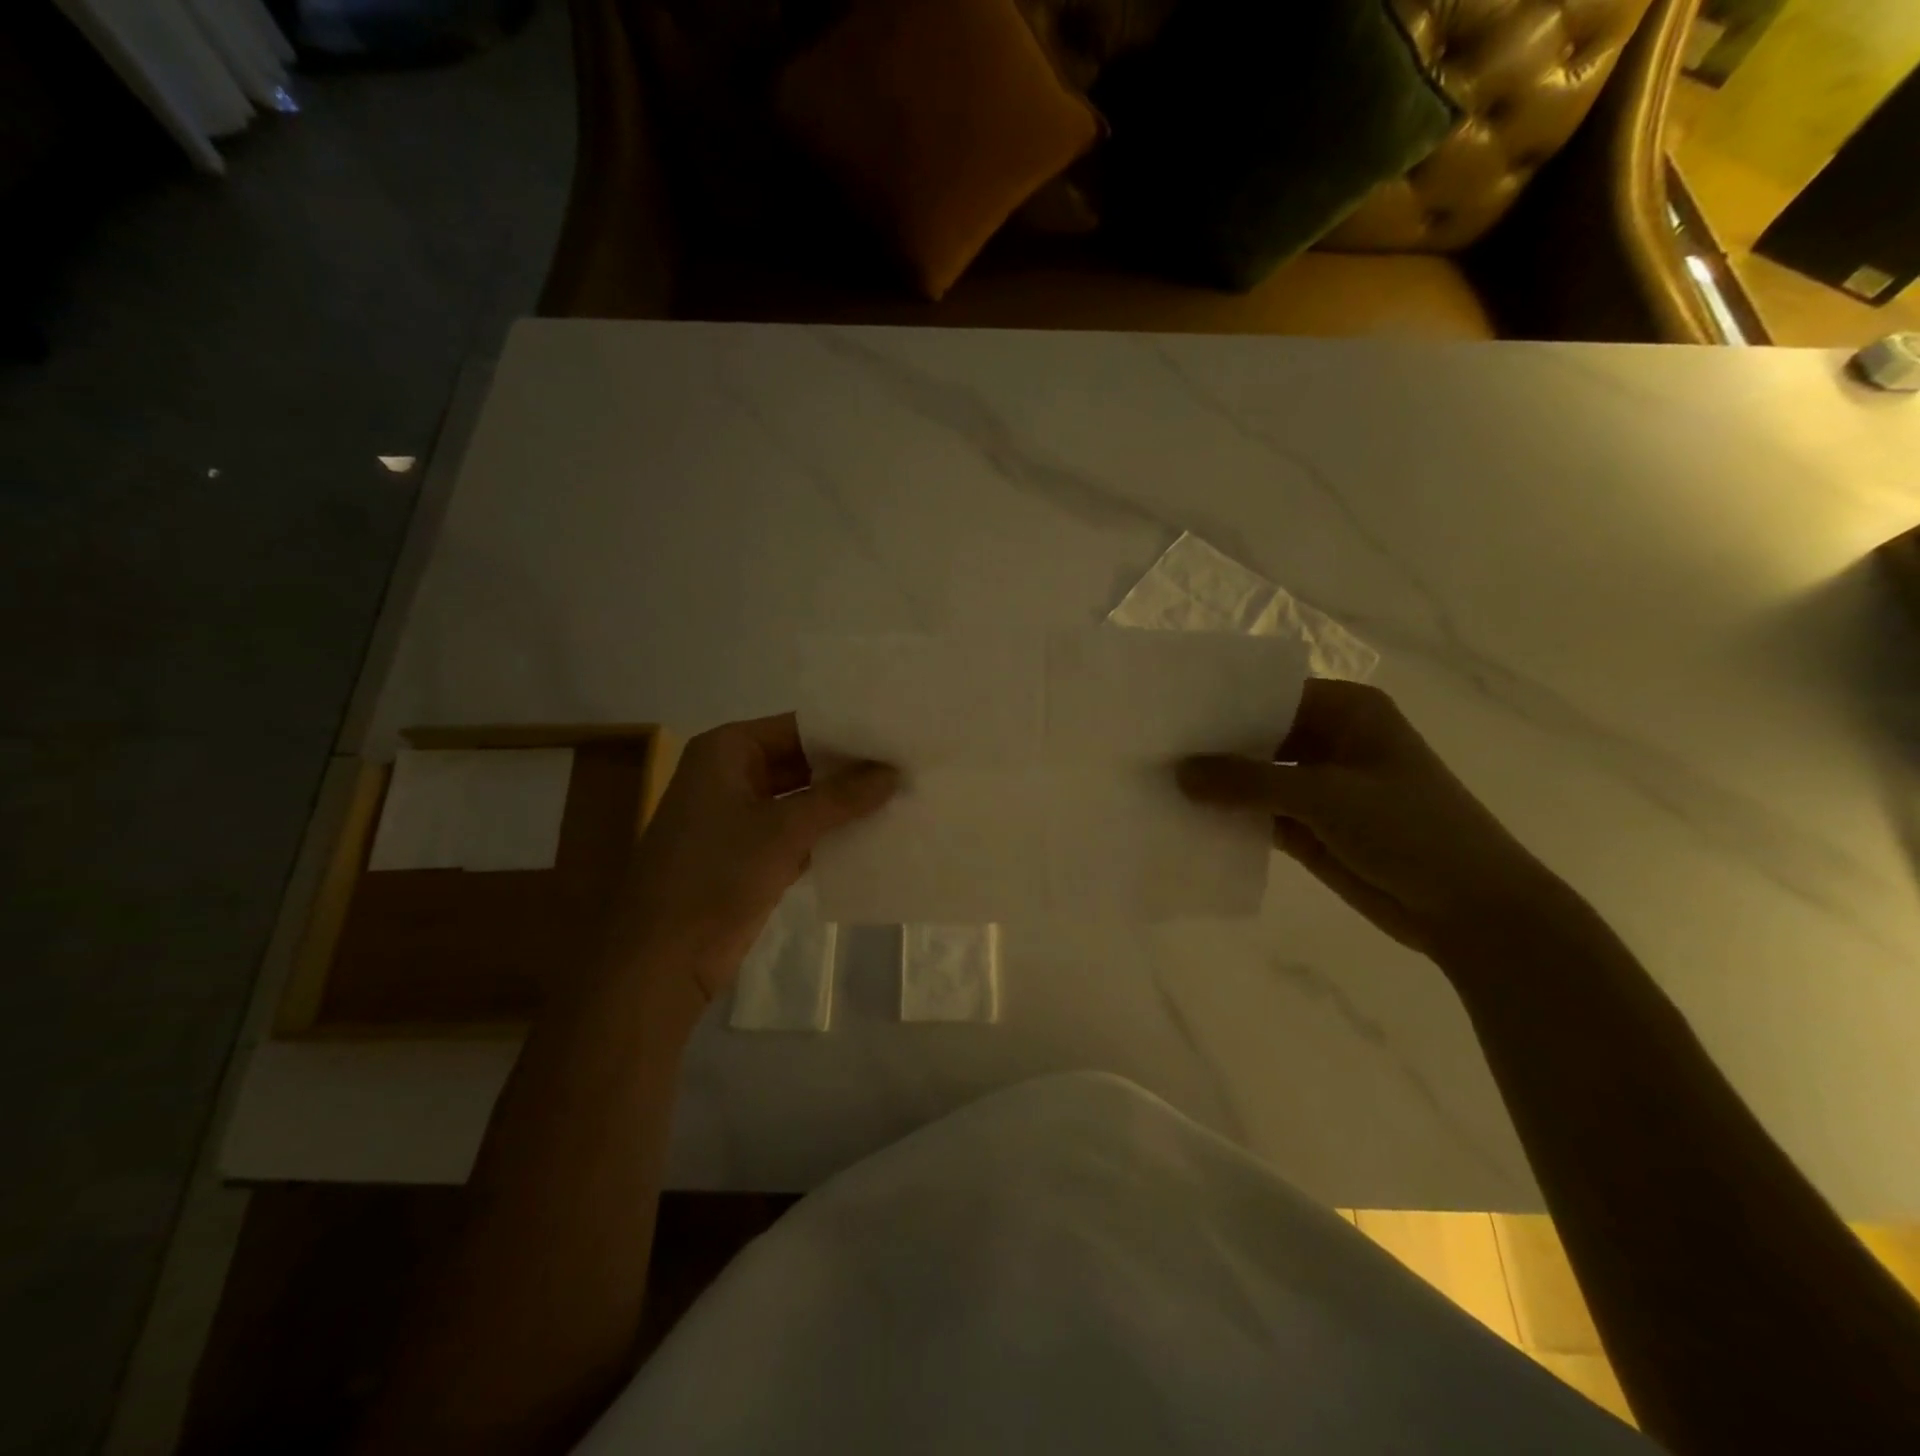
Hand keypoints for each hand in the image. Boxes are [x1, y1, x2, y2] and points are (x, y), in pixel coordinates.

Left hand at [613, 714, 896, 998]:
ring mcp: (742, 816)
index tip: (897, 736)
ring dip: (844, 803)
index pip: (798, 727)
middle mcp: (733, 774)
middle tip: (907, 766)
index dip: (847, 732)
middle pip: (802, 761)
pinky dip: (830, 833)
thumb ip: (842, 797)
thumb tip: (895, 771)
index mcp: (727, 750)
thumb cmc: (716, 873)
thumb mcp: (783, 829)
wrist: (664, 956)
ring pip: (804, 799)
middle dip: (850, 769)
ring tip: (902, 795)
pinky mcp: (753, 854)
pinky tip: (875, 834)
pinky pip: (800, 832)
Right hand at [1178, 680, 1561, 954]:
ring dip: (1215, 784)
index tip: (1166, 713)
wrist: (1469, 910)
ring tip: (1154, 781)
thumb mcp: (1324, 796)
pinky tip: (1183, 818)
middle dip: (1210, 746)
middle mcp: (1329, 739)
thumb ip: (1247, 781)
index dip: (1219, 703)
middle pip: (1256, 735)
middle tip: (1149, 749)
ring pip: (1253, 776)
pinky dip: (1228, 816)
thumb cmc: (1409, 830)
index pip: (1268, 694)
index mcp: (1346, 710)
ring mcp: (1318, 785)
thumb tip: (1177, 771)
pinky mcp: (1308, 826)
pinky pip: (1257, 813)